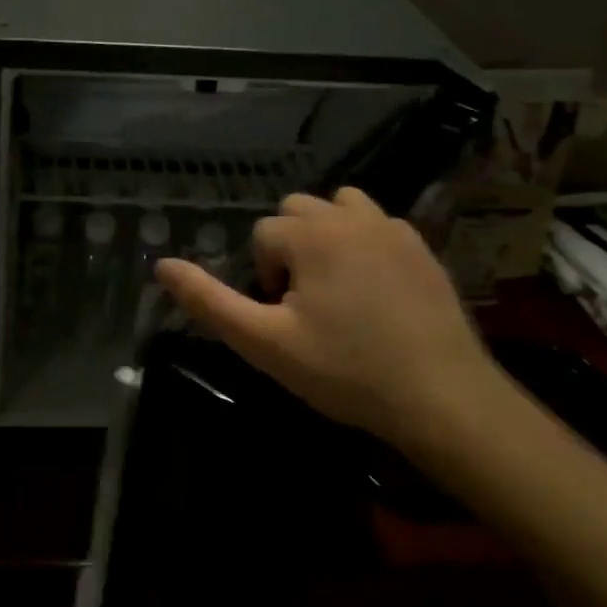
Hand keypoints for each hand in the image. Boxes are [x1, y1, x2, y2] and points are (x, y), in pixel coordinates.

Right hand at [155, 187, 514, 462]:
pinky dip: (363, 243)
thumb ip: (209, 301)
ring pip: (340, 207)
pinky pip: (377, 225)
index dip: (264, 278)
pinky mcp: (422, 248)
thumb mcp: (265, 343)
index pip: (263, 235)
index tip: (286, 321)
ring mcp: (392, 229)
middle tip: (306, 305)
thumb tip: (162, 265)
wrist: (444, 399)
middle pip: (297, 210)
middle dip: (291, 249)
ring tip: (335, 287)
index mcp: (311, 234)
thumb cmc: (346, 372)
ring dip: (326, 235)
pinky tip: (375, 292)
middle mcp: (351, 217)